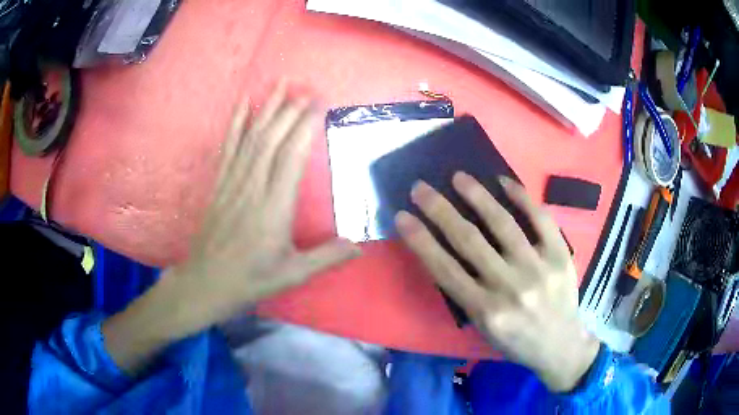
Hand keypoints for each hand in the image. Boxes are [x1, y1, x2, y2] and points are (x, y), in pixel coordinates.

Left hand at [103, 83, 359, 372]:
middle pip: (271, 140)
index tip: (316, 104)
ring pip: (251, 138)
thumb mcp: (292, 275)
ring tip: (278, 85)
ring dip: (265, 109)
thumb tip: (360, 246)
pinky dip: (236, 124)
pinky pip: (228, 148)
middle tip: (304, 88)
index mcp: (274, 208)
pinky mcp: (219, 185)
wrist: (205, 283)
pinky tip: (242, 105)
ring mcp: (233, 183)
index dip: (304, 127)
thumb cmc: (249, 280)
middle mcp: (253, 188)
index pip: (291, 157)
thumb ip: (326, 258)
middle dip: (288, 111)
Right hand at [395, 173, 599, 391]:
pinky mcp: (560, 256)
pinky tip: (504, 181)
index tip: (403, 216)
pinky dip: (522, 197)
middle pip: (469, 240)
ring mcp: (538, 268)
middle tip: (421, 188)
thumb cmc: (515, 340)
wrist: (560, 344)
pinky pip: (541, 219)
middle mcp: (509, 287)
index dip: (420, 240)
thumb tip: (445, 252)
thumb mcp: (482, 328)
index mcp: (485, 311)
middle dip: (440, 210)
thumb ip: (465, 294)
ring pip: (503, 224)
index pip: (445, 269)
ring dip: (477, 196)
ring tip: (459, 177)